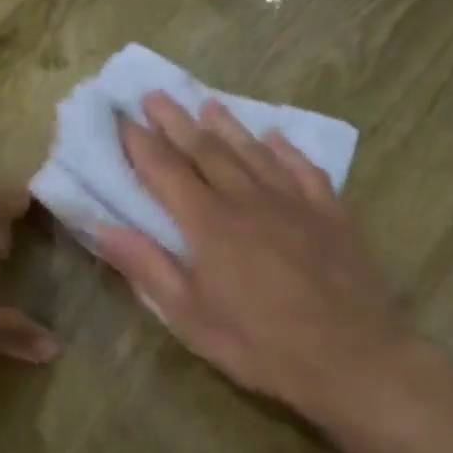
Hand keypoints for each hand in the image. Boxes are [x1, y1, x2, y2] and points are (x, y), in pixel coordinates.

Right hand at [97, 92, 415, 421]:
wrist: (350, 357)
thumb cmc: (259, 344)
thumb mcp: (189, 316)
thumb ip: (147, 267)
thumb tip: (102, 228)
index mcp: (209, 225)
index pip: (166, 172)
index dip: (141, 145)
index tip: (123, 120)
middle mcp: (249, 200)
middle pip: (207, 151)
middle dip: (177, 122)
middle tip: (157, 96)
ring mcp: (295, 203)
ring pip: (254, 152)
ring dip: (228, 126)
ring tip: (208, 103)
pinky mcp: (332, 214)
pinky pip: (304, 170)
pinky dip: (287, 150)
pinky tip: (277, 137)